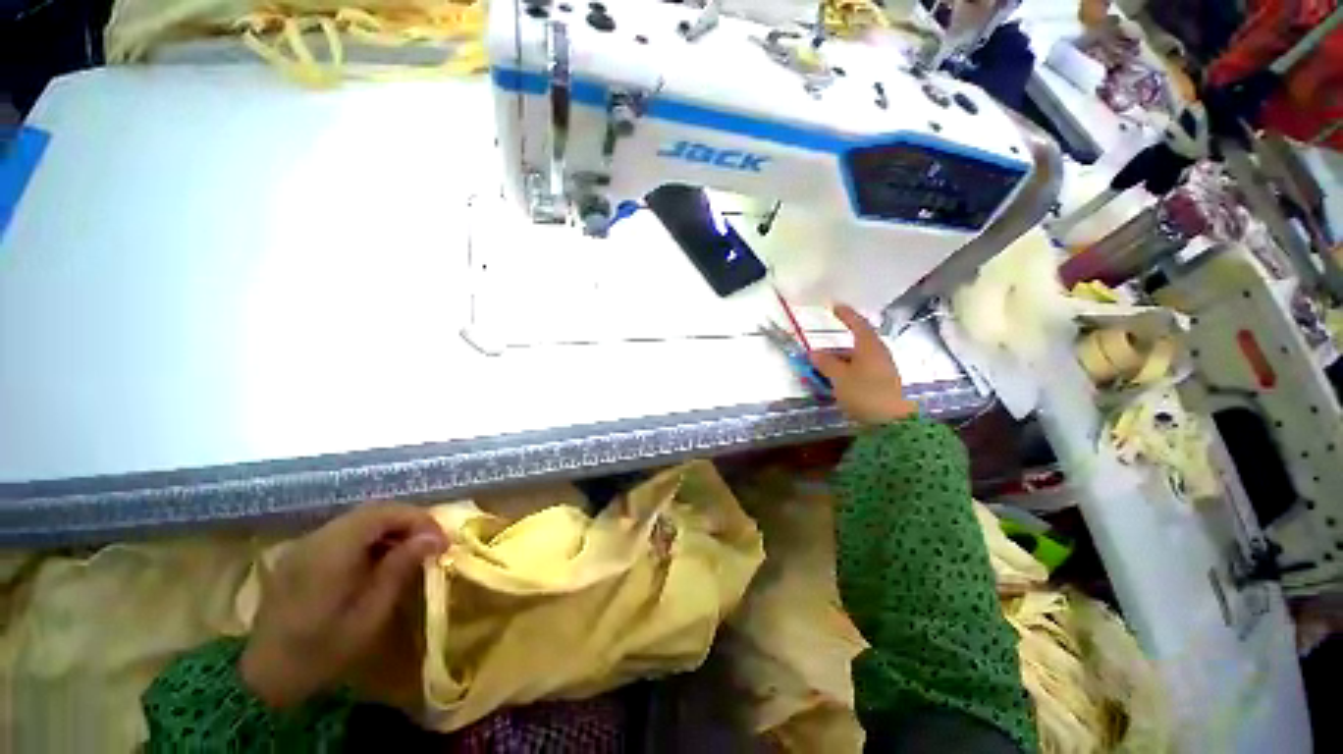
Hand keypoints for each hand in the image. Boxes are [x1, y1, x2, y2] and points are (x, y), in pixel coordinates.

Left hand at [240, 503, 446, 707]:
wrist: (265, 678)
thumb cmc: (322, 651)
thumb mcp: (369, 615)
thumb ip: (399, 569)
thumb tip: (434, 538)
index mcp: (332, 551)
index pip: (384, 512)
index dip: (419, 519)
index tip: (442, 540)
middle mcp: (316, 539)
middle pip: (372, 511)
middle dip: (408, 520)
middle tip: (432, 542)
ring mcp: (305, 546)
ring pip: (358, 519)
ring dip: (390, 528)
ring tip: (412, 550)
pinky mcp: (300, 556)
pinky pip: (343, 533)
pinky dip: (370, 538)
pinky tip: (380, 560)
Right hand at [811, 304, 918, 425]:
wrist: (892, 423)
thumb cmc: (864, 393)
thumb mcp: (839, 378)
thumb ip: (826, 363)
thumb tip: (814, 352)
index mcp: (870, 347)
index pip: (858, 324)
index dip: (846, 315)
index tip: (835, 306)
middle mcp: (878, 354)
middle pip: (857, 343)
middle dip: (837, 346)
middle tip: (819, 351)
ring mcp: (882, 370)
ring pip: (858, 359)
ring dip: (841, 361)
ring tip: (823, 369)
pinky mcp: (882, 384)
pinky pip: (861, 370)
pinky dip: (847, 371)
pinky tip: (837, 381)